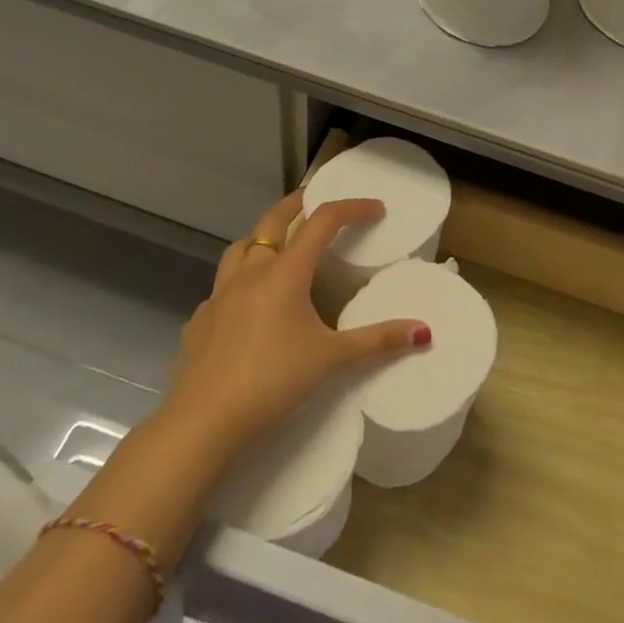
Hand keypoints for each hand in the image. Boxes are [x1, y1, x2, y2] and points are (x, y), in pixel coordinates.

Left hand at [162, 191, 428, 461]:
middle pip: (274, 220)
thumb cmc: (272, 381)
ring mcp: (219, 295)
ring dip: (262, 238)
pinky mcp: (199, 322)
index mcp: (286, 272)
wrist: (202, 422)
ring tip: (279, 247)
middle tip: (317, 200)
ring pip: (240, 248)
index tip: (376, 209)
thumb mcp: (331, 359)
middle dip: (299, 204)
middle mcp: (251, 272)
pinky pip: (221, 289)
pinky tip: (247, 307)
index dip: (352, 208)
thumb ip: (378, 340)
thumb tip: (424, 331)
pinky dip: (239, 284)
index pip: (324, 222)